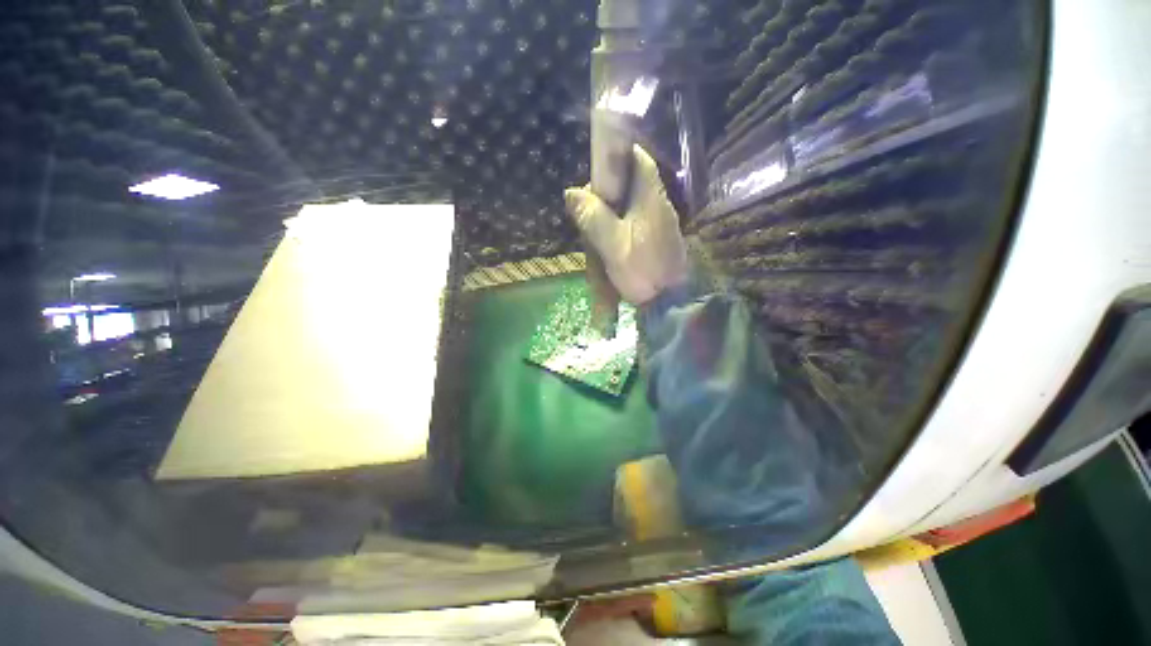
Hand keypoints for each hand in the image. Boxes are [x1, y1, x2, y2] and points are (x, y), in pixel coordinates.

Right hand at [564, 145, 687, 304]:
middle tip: (587, 212)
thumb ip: (593, 217)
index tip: (594, 171)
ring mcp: (659, 222)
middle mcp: (657, 203)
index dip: (616, 156)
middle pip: (630, 182)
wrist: (672, 301)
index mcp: (650, 197)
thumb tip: (571, 191)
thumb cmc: (643, 271)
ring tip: (594, 234)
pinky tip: (609, 244)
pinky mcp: (657, 238)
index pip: (637, 158)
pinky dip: (619, 227)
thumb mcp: (613, 245)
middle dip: (606, 192)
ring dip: (610, 213)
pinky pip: (634, 222)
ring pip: (630, 204)